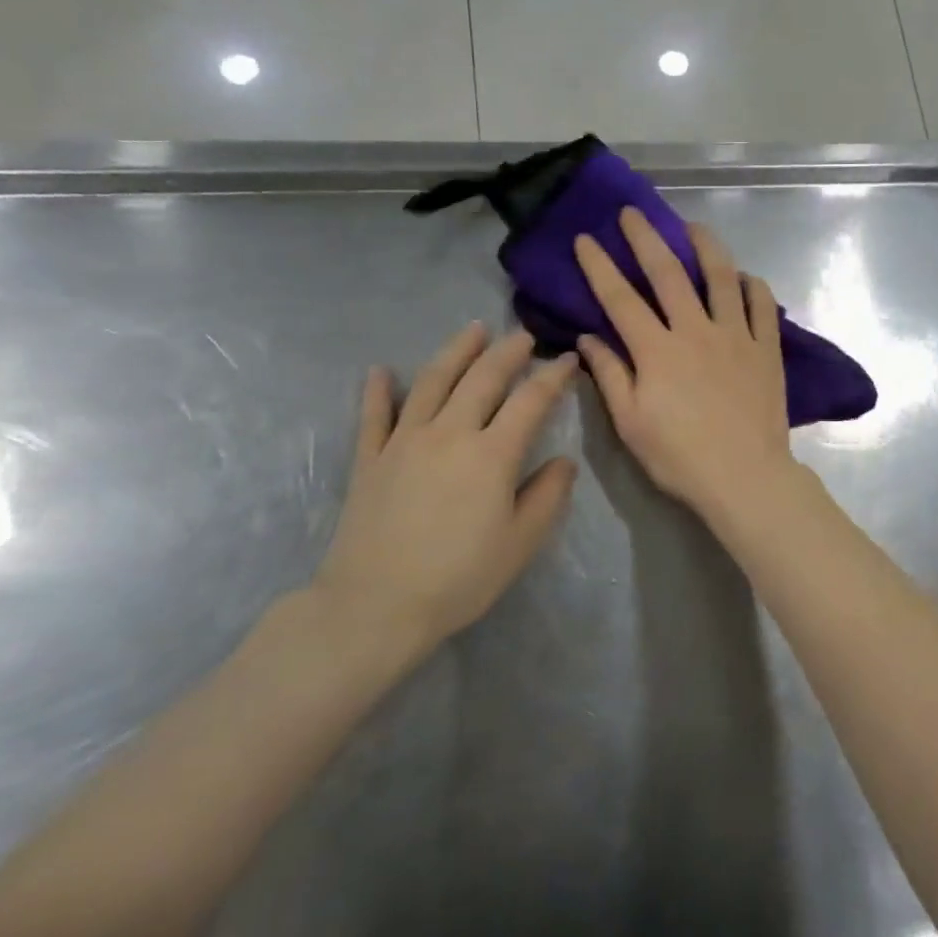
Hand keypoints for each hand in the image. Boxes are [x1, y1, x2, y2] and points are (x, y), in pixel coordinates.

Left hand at [311, 325, 579, 655]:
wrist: (375, 606)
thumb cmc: (459, 578)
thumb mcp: (521, 542)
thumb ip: (548, 495)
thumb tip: (563, 461)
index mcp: (492, 454)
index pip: (530, 401)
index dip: (553, 376)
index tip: (568, 360)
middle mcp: (450, 433)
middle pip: (482, 379)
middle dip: (507, 352)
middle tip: (524, 336)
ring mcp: (404, 441)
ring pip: (432, 382)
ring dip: (456, 352)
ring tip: (473, 330)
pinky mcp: (369, 459)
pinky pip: (374, 415)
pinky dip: (378, 389)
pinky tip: (381, 370)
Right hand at [573, 209, 796, 520]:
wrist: (746, 476)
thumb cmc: (680, 457)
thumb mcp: (631, 423)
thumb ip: (610, 375)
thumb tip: (587, 338)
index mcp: (657, 350)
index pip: (620, 298)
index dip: (599, 266)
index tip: (586, 238)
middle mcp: (696, 331)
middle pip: (668, 273)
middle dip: (647, 238)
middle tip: (633, 213)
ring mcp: (736, 336)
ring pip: (721, 277)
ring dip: (705, 247)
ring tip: (693, 227)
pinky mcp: (767, 349)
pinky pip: (762, 306)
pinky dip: (753, 286)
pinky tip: (745, 277)